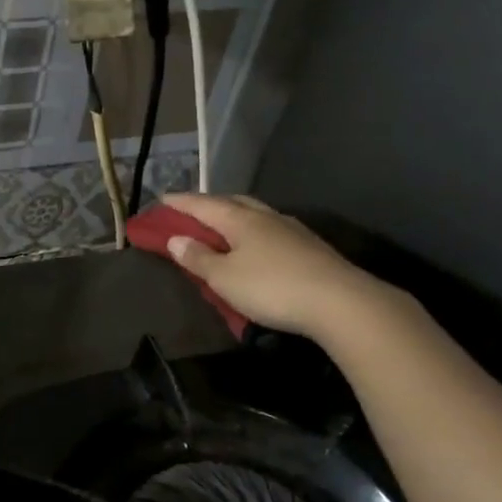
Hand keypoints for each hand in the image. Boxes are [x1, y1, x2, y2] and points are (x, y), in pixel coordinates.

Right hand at [157, 194, 394, 339]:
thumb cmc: (271, 287)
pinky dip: (254, 232)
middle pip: (232, 202)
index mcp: (240, 219)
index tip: (161, 199)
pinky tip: (256, 244)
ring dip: (235, 216)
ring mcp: (291, 230)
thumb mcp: (224, 278)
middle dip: (209, 204)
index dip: (180, 202)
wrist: (340, 302)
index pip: (202, 204)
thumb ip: (198, 258)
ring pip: (255, 214)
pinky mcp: (309, 247)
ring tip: (222, 227)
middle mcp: (265, 217)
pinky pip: (271, 230)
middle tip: (191, 212)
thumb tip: (176, 239)